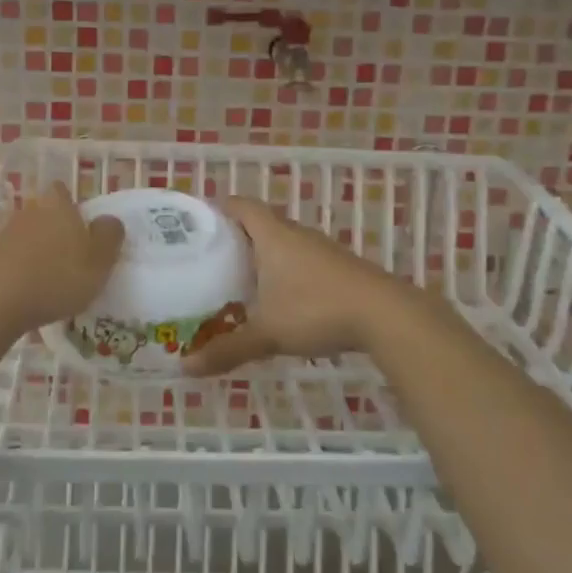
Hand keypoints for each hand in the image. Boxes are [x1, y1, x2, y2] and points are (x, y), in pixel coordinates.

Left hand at [0, 182, 123, 334]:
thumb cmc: (56, 278)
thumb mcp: (99, 261)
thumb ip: (109, 235)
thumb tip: (109, 220)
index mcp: (57, 205)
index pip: (62, 191)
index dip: (71, 206)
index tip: (81, 229)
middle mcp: (29, 210)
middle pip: (44, 212)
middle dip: (54, 230)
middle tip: (68, 258)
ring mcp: (3, 232)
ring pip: (26, 235)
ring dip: (35, 250)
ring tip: (47, 279)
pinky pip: (9, 257)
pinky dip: (17, 268)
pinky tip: (25, 291)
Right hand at [186, 196, 416, 375]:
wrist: (386, 315)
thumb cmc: (316, 310)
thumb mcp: (267, 333)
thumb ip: (226, 349)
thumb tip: (185, 367)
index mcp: (272, 235)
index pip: (240, 205)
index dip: (219, 208)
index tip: (198, 223)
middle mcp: (296, 234)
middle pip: (261, 222)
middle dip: (236, 237)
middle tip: (211, 259)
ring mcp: (321, 249)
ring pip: (284, 243)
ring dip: (264, 256)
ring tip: (240, 281)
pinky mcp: (340, 267)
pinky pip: (303, 260)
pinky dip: (286, 272)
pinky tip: (281, 300)